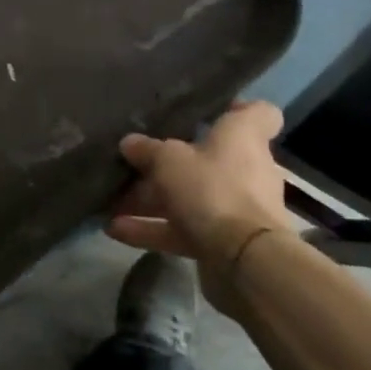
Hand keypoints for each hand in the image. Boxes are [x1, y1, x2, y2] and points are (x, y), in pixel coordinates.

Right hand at [107, 100, 292, 314]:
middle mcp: (246, 170)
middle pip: (208, 158)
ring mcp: (237, 208)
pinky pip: (183, 229)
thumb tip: (130, 143)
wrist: (245, 262)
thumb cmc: (212, 189)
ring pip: (190, 196)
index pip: (258, 113)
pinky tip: (114, 229)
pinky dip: (152, 229)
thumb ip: (147, 149)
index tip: (205, 110)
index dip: (235, 107)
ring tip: (112, 200)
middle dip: (170, 162)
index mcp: (243, 138)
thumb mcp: (168, 160)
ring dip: (151, 200)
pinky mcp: (224, 242)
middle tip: (135, 159)